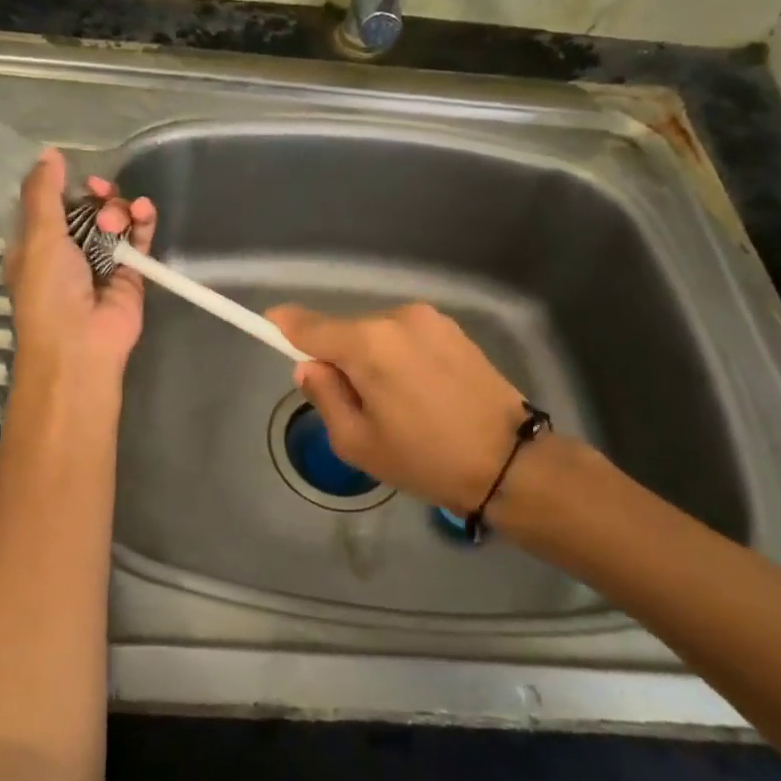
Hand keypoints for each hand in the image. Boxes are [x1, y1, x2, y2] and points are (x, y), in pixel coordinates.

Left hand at [4, 150, 156, 380]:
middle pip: (86, 208)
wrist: (81, 344)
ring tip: (118, 218)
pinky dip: (143, 222)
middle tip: (101, 191)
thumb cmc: (49, 291)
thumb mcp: (37, 236)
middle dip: (96, 195)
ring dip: (119, 208)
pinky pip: (139, 238)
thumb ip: (44, 193)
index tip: (78, 175)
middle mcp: (68, 252)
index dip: (64, 187)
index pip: (50, 205)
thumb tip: (49, 153)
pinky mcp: (131, 272)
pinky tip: (144, 211)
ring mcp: (101, 262)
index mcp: (36, 245)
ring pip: (114, 220)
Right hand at [266, 302, 533, 513]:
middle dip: (339, 359)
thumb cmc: (426, 459)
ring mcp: (430, 319)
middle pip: (345, 331)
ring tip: (398, 405)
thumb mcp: (357, 442)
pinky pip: (406, 337)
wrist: (512, 462)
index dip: (283, 326)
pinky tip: (422, 393)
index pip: (309, 325)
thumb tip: (310, 366)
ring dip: (372, 359)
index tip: (267, 326)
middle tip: (357, 407)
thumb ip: (324, 395)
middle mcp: (397, 318)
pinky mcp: (454, 329)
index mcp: (368, 343)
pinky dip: (400, 357)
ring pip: (377, 335)